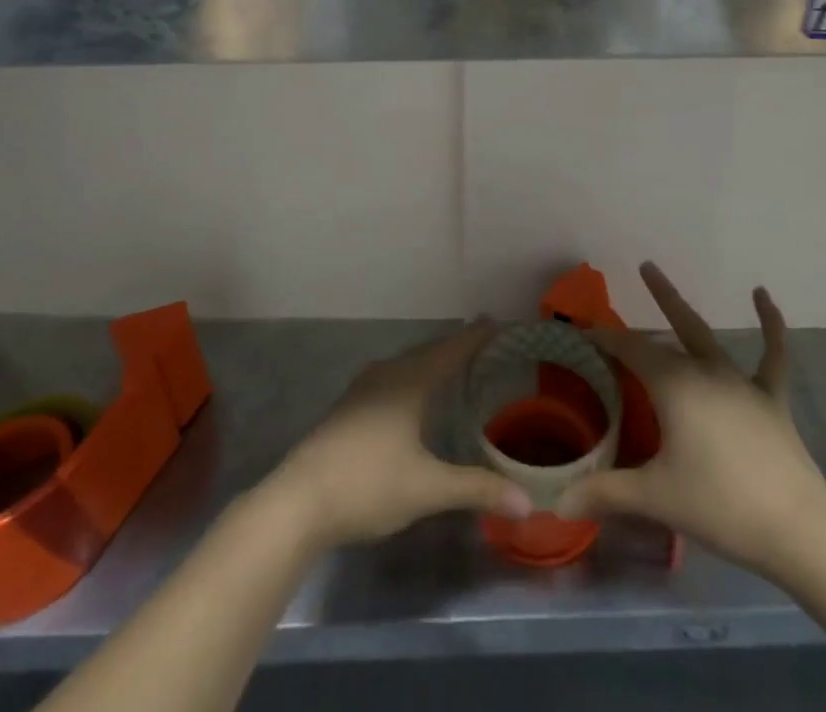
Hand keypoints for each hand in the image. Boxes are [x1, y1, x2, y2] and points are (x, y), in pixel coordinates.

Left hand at [266, 324, 532, 550]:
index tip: (498, 322)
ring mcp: (363, 390)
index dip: (475, 337)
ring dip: (432, 363)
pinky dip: (413, 379)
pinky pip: (392, 380)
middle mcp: (386, 374)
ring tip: (453, 366)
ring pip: (407, 366)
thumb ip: (476, 489)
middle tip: (483, 342)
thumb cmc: (368, 484)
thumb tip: (527, 502)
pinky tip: (413, 398)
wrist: (297, 501)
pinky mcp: (348, 409)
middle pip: (429, 353)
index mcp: (409, 381)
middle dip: (456, 347)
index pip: (451, 350)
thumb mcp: (427, 489)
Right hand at [555, 262, 825, 577]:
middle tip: (642, 267)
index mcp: (673, 385)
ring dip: (683, 308)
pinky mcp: (771, 399)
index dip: (606, 339)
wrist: (796, 528)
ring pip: (706, 335)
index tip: (585, 331)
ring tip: (664, 276)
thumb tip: (558, 503)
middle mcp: (704, 371)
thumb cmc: (719, 505)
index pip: (630, 350)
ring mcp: (741, 382)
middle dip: (654, 299)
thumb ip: (605, 493)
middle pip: (671, 330)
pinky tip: (762, 294)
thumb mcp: (655, 498)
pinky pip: (772, 354)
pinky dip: (770, 323)